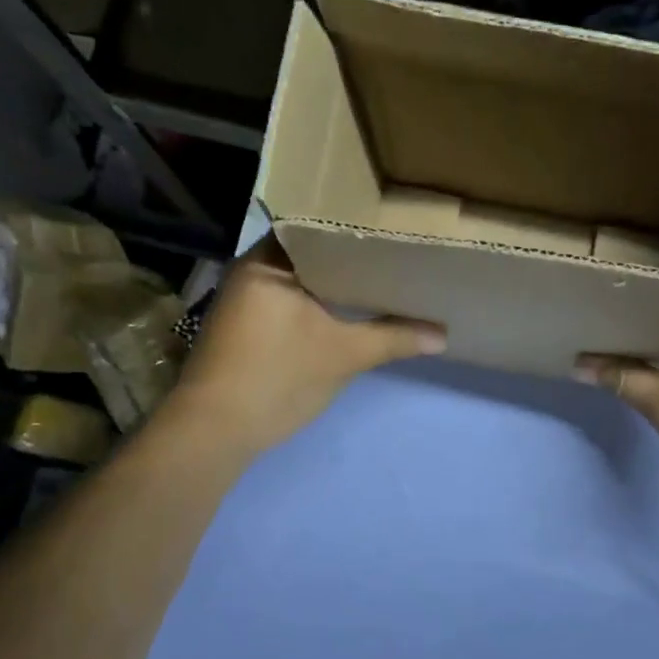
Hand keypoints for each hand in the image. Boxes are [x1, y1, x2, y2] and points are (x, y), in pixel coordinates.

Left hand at [166, 238, 444, 461]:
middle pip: (311, 254)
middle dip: (351, 259)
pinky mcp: (246, 326)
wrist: (215, 430)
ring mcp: (245, 299)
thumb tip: (443, 334)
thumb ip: (393, 338)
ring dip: (335, 284)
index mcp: (269, 262)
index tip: (392, 231)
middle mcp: (252, 271)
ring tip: (381, 279)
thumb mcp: (344, 356)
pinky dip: (318, 304)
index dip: (356, 230)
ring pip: (301, 281)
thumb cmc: (277, 378)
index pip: (318, 228)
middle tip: (397, 255)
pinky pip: (291, 301)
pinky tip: (348, 312)